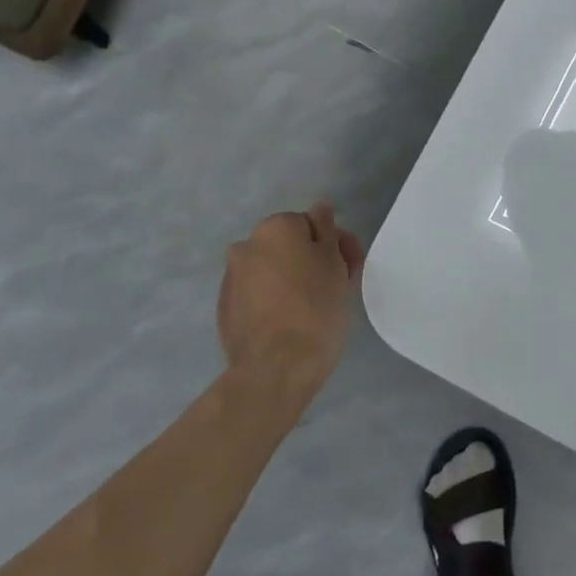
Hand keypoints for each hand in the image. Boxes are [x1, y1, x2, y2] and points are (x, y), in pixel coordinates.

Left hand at [217, 203, 365, 393]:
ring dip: (293, 280)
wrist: (277, 368)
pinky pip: (258, 296)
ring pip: (272, 271)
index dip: (335, 245)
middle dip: (313, 260)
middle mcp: (245, 246)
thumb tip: (320, 207)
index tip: (350, 268)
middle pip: (289, 246)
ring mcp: (231, 279)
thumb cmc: (316, 307)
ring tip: (315, 309)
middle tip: (338, 287)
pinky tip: (291, 323)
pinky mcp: (225, 311)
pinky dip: (274, 301)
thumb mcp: (334, 262)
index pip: (311, 224)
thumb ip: (326, 229)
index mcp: (274, 228)